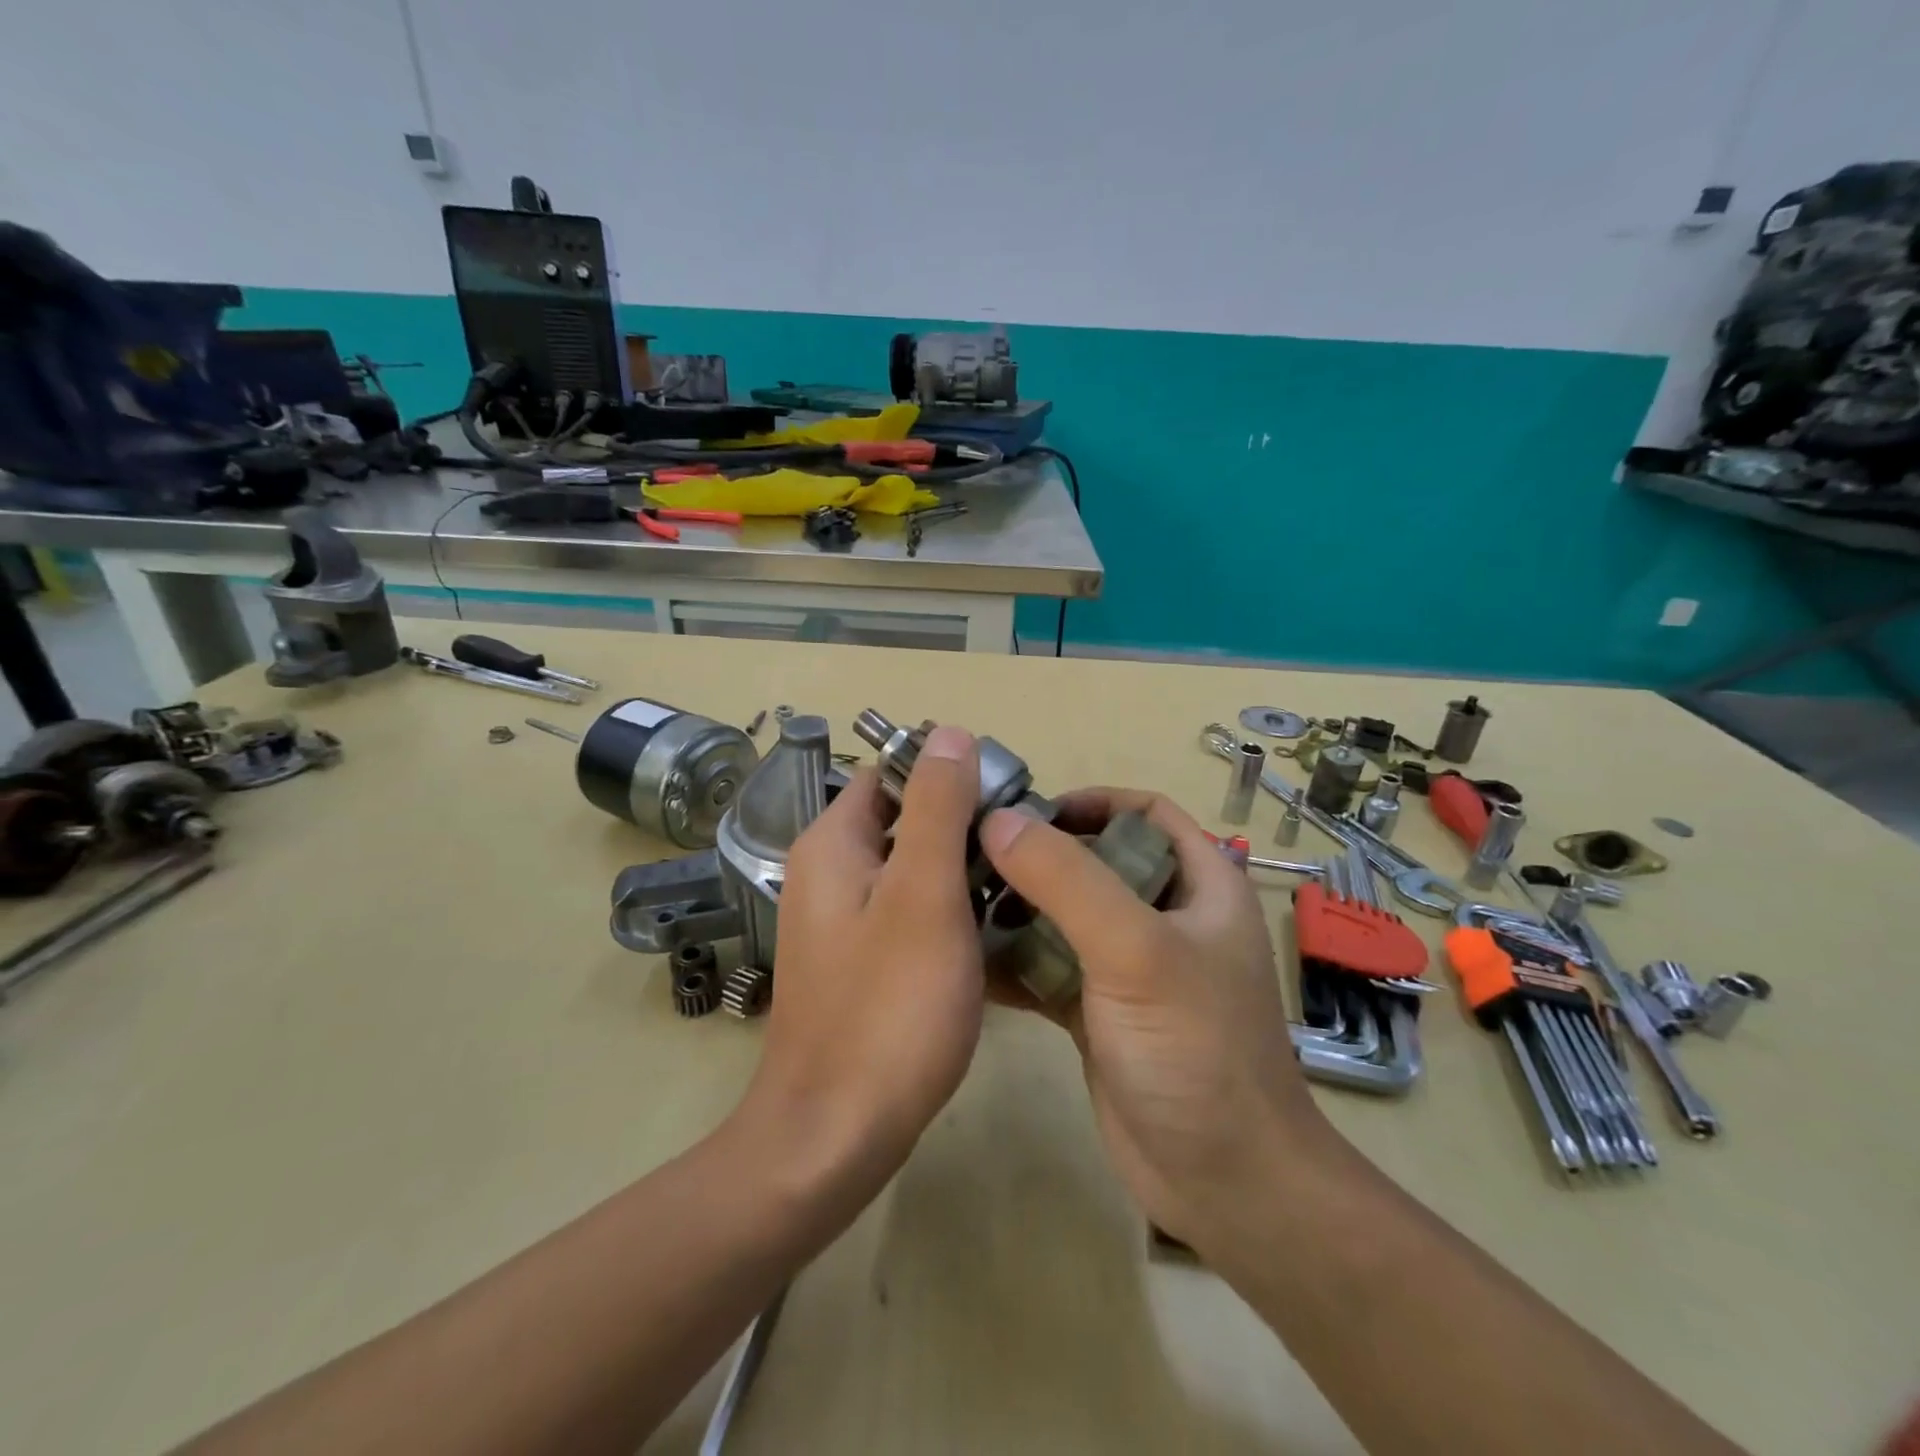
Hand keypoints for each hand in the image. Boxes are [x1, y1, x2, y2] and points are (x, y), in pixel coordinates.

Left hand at [735, 726, 986, 1187]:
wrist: (834, 1135)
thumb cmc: (888, 1008)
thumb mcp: (923, 894)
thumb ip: (937, 808)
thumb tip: (949, 733)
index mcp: (834, 844)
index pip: (892, 774)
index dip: (948, 775)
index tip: (1007, 800)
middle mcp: (829, 873)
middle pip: (904, 819)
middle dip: (963, 825)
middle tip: (1025, 848)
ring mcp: (842, 922)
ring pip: (912, 869)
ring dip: (961, 870)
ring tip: (1021, 886)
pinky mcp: (860, 963)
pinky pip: (909, 914)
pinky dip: (948, 912)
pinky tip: (993, 934)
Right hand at [980, 789, 1331, 1247]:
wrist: (1223, 1184)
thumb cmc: (1195, 1050)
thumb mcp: (1136, 951)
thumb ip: (1068, 880)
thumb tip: (998, 820)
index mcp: (1199, 886)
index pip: (1147, 813)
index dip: (1093, 800)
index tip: (1029, 810)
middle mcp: (1165, 918)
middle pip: (1096, 861)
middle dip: (1038, 854)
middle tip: (974, 854)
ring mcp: (1130, 968)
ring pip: (1066, 914)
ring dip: (1018, 905)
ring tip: (958, 900)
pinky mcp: (1099, 1011)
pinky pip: (1049, 966)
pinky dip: (1013, 959)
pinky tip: (965, 958)